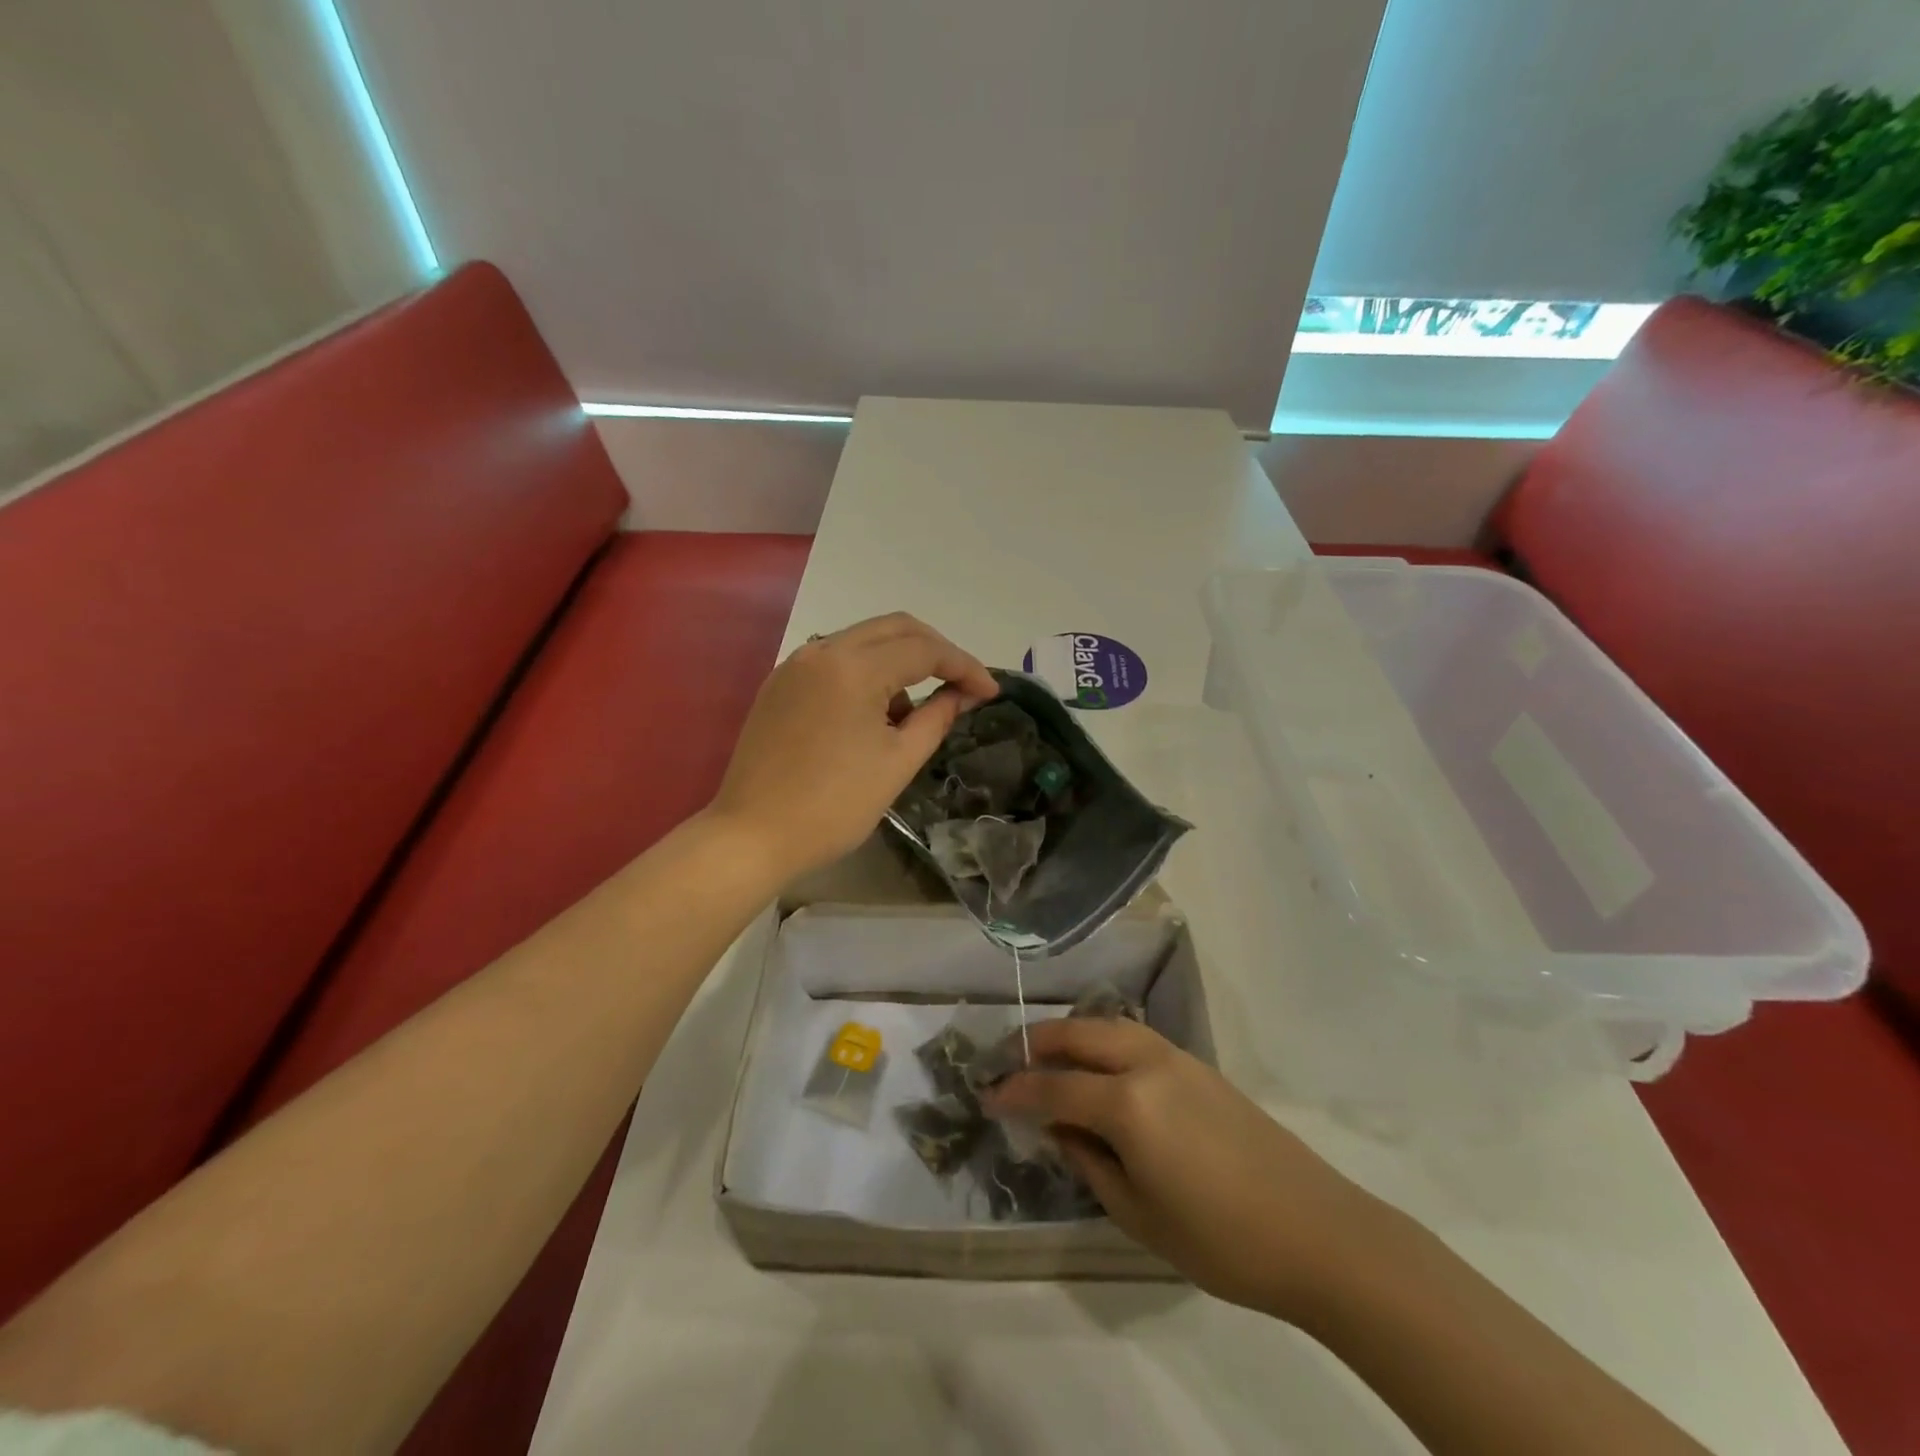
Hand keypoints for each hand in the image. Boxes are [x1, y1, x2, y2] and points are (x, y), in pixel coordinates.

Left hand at [710, 613, 998, 879]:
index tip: (991, 692)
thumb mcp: (898, 762)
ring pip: (862, 641)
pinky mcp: (779, 684)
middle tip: (962, 684)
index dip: (964, 667)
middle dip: (935, 651)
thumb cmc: (834, 806)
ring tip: (912, 713)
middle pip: (894, 628)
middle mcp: (822, 651)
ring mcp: (795, 665)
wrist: (752, 835)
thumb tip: (964, 694)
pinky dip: (865, 673)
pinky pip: (834, 660)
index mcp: (853, 668)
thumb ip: (937, 717)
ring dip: (899, 662)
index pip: (924, 649)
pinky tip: (873, 713)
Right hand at [985, 1017, 1385, 1320]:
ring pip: (1108, 1026)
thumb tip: (1058, 1129)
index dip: (1014, 1091)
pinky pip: (1136, 1038)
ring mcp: (1177, 1058)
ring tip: (1049, 1057)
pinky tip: (1100, 1067)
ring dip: (1072, 1035)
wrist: (1318, 1231)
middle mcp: (1146, 1064)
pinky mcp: (1200, 1065)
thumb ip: (1089, 1162)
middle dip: (1037, 1043)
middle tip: (1010, 1062)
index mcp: (1127, 1104)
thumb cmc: (1221, 1239)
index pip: (1053, 1087)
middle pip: (1078, 1035)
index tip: (987, 1096)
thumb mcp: (1139, 1215)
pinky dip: (1104, 1041)